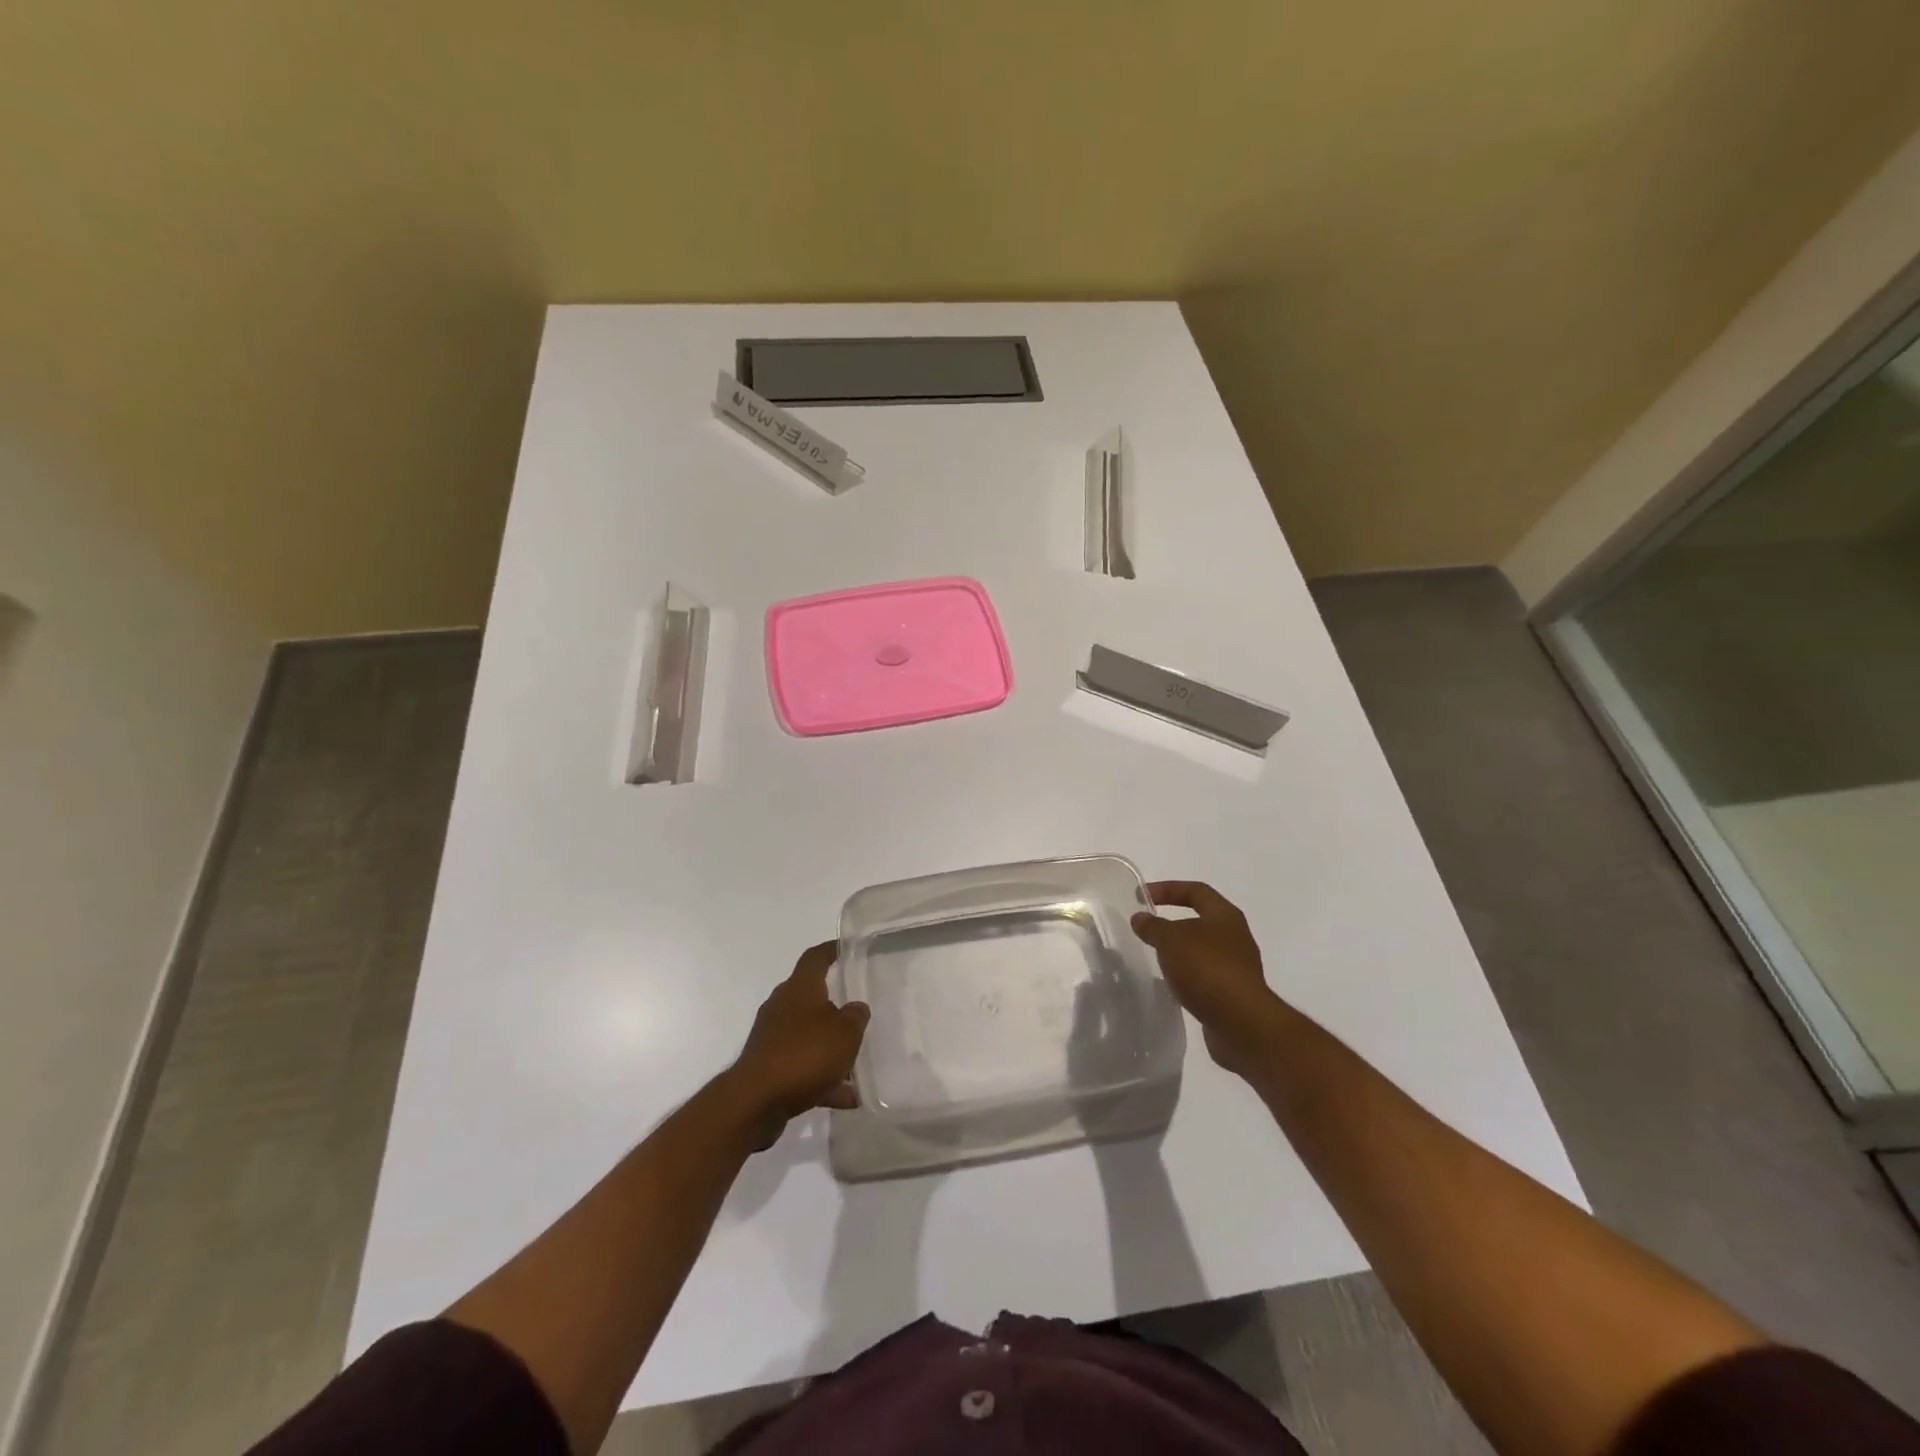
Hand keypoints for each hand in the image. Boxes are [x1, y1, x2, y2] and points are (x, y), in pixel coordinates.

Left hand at [727, 942, 870, 1140]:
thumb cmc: (804, 1053)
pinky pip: (803, 1068)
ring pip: (808, 1036)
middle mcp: (782, 1007)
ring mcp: (773, 1038)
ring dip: (831, 1049)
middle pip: (811, 998)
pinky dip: (823, 1079)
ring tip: (858, 1065)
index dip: (830, 950)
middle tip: (858, 1012)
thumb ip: (856, 1016)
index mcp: (800, 988)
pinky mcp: (769, 1069)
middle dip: (834, 1005)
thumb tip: (855, 1008)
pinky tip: (847, 1097)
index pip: (815, 958)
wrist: (755, 1102)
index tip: (844, 948)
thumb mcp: (845, 1032)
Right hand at [1132, 881, 1284, 1078]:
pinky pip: (1204, 975)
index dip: (1167, 888)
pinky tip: (1171, 983)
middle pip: (1201, 920)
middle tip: (1147, 928)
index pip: (1195, 890)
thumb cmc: (1207, 969)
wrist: (1241, 1023)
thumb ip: (1153, 926)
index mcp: (1225, 916)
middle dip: (1173, 921)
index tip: (1142, 897)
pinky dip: (1186, 975)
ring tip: (1155, 956)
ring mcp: (1237, 967)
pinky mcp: (1233, 993)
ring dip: (1179, 951)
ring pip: (1202, 949)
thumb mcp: (1171, 940)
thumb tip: (1140, 918)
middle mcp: (1235, 937)